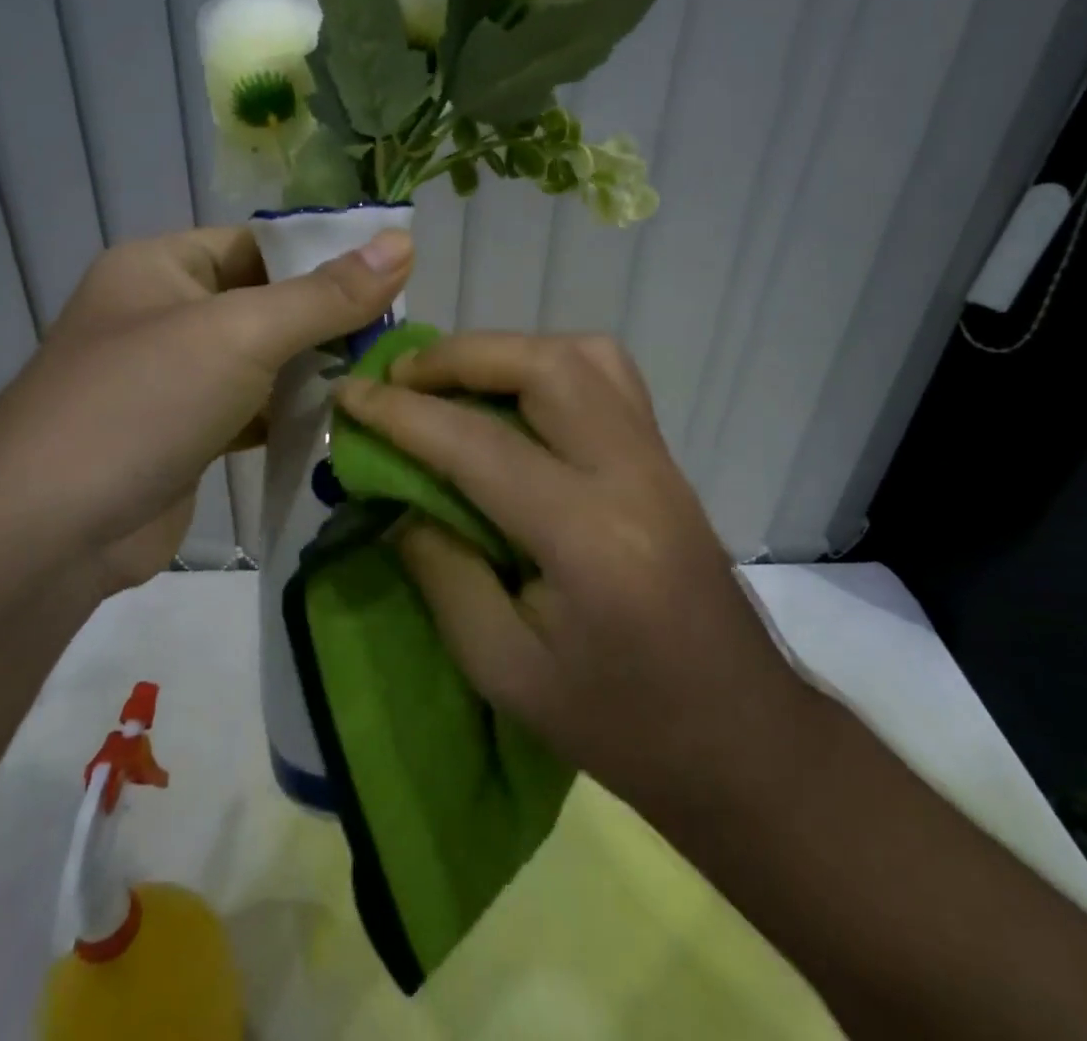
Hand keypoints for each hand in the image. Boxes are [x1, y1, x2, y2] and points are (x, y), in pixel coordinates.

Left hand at [0, 225, 412, 588]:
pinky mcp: (189, 434)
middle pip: (269, 302)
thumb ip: (325, 295)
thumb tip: (404, 243)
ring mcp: (176, 379)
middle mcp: (167, 313)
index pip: (262, 243)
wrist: (46, 535)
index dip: (328, 256)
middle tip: (402, 334)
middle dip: (331, 319)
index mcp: (164, 266)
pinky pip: (255, 409)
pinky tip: (345, 420)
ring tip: (388, 375)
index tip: (399, 276)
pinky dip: (293, 414)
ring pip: (266, 360)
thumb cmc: (141, 403)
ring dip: (318, 370)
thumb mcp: (240, 334)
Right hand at [333, 332, 810, 815]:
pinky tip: (517, 397)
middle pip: (546, 366)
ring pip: (584, 355)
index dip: (402, 414)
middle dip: (461, 356)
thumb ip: (442, 572)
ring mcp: (658, 458)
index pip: (479, 445)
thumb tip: (401, 500)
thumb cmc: (619, 724)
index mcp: (589, 538)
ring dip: (508, 350)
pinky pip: (608, 376)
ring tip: (455, 379)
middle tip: (401, 377)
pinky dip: (550, 364)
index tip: (349, 394)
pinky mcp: (666, 458)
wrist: (738, 736)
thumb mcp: (505, 670)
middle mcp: (632, 474)